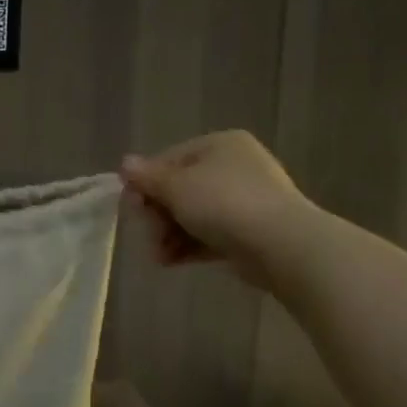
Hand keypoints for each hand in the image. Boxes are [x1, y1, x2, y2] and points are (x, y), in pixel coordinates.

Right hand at [119, 131, 316, 289]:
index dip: (146, 183)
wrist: (282, 245)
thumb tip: (125, 164)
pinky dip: (190, 245)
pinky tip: (170, 262)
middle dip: (158, 215)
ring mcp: (247, 200)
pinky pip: (212, 234)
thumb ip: (147, 177)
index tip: (133, 207)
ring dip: (170, 234)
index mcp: (219, 145)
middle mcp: (235, 166)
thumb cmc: (222, 203)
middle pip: (181, 189)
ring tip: (158, 255)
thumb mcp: (175, 186)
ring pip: (195, 214)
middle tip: (148, 235)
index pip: (169, 159)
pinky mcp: (252, 231)